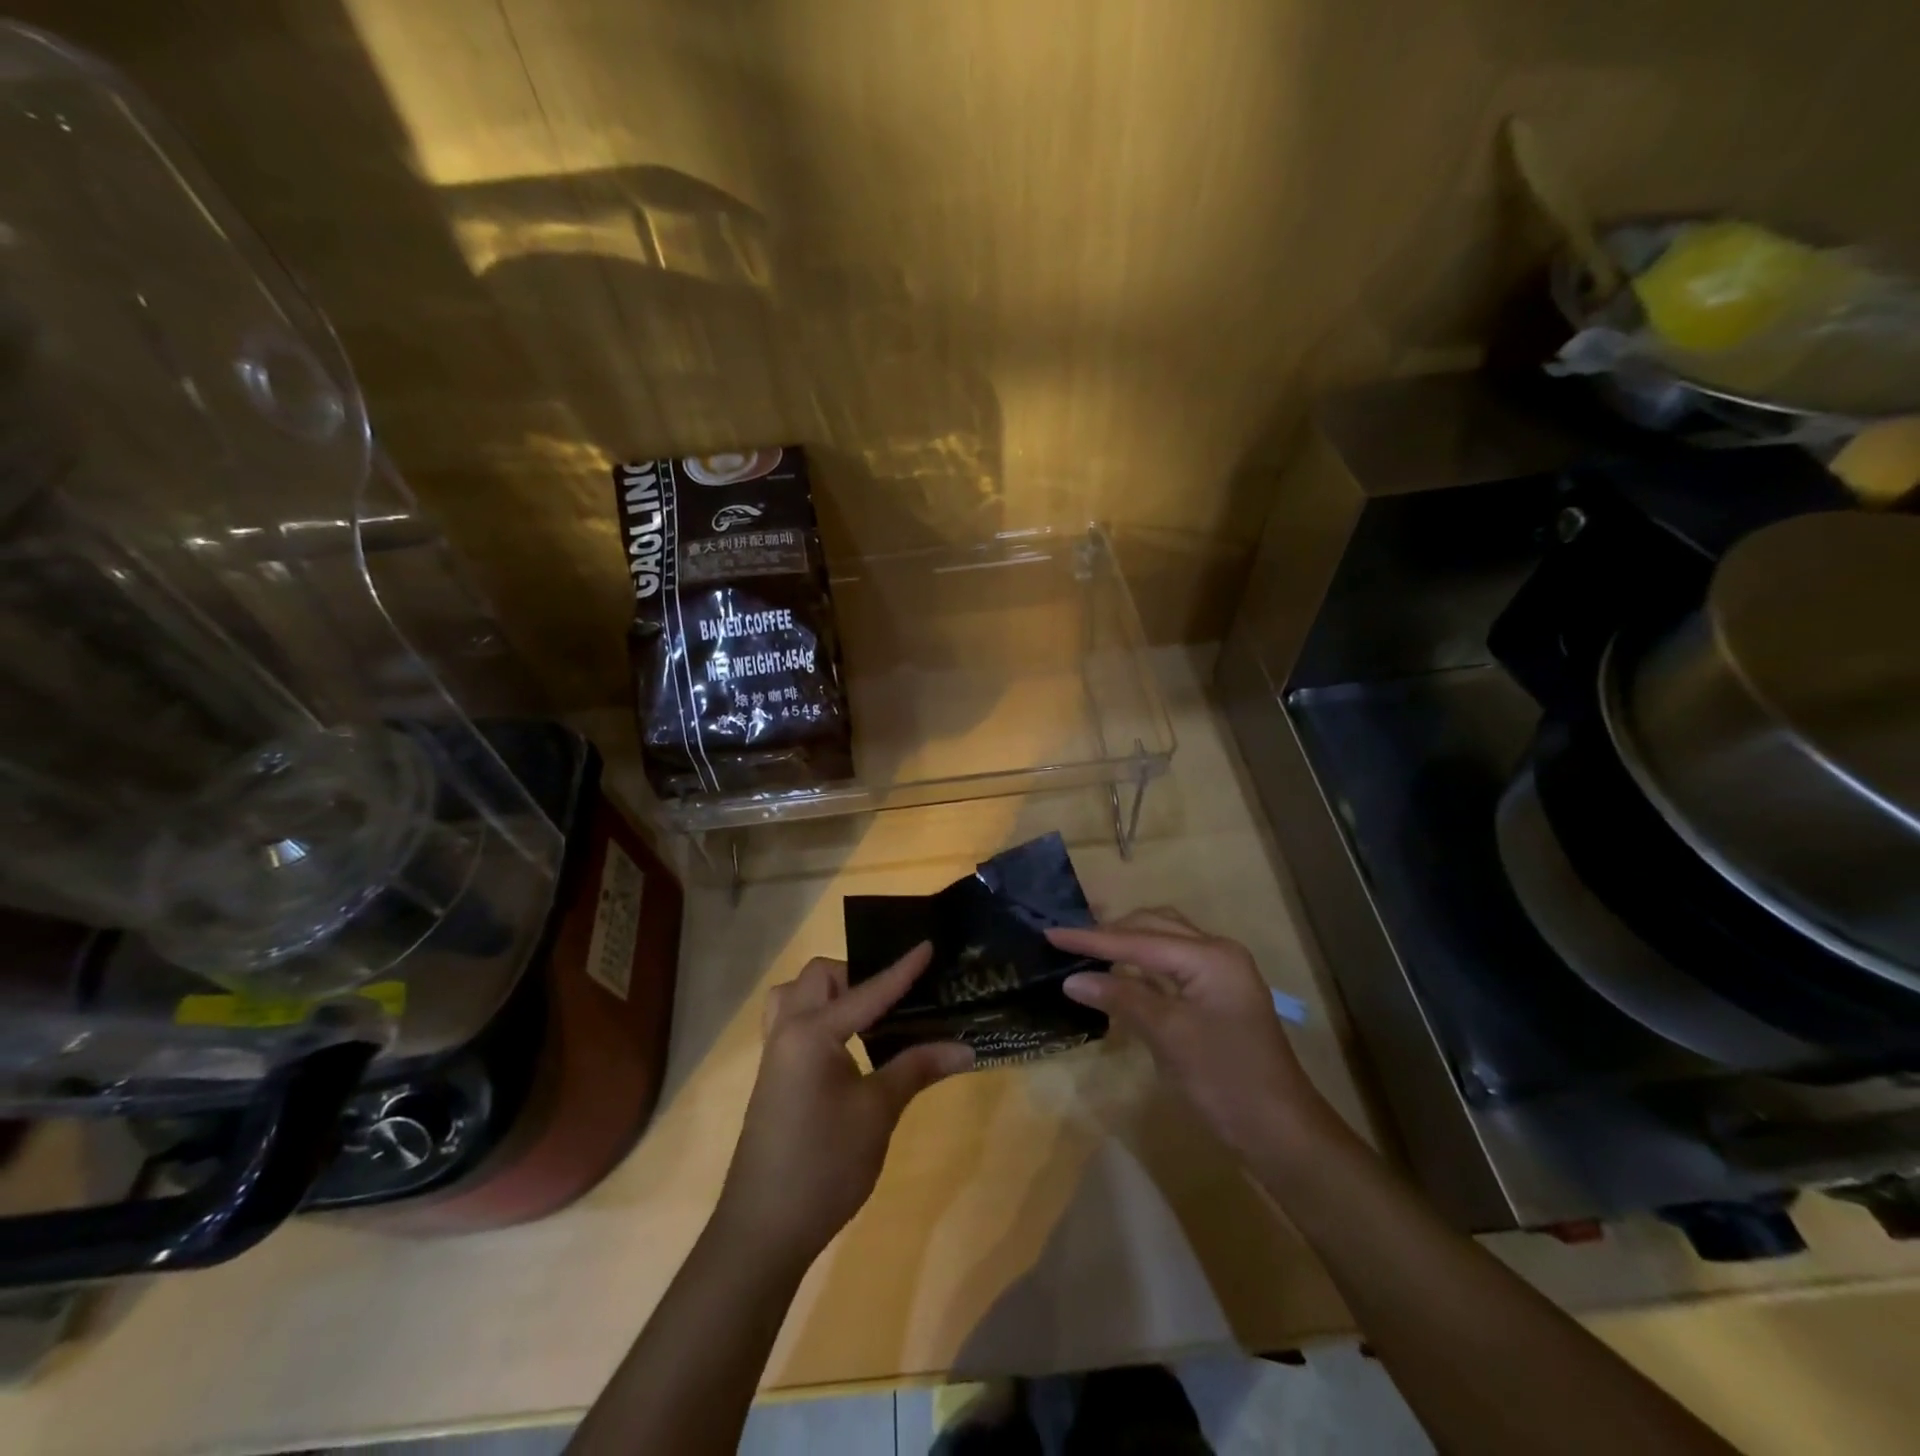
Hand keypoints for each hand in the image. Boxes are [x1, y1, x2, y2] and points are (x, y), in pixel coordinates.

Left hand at [715, 944, 972, 1264]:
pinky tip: (848, 1046)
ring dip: (830, 993)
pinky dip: (819, 1016)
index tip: (928, 944)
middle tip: (893, 999)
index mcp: (811, 1033)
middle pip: (819, 977)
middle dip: (856, 975)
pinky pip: (792, 1022)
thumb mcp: (877, 1114)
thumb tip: (965, 1048)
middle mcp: (787, 1031)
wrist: (763, 1229)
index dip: (902, 970)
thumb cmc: (824, 1166)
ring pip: (797, 996)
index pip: (868, 991)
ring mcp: (775, 1054)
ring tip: (867, 1016)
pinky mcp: (773, 1075)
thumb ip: (916, 1069)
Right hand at [1049, 909, 1334, 1161]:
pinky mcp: (1216, 995)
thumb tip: (1073, 979)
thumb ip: (1122, 998)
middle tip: (1066, 939)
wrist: (1281, 1132)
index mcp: (1210, 956)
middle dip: (1110, 931)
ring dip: (1126, 943)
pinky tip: (1118, 973)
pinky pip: (1171, 965)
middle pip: (1154, 927)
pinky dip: (1141, 965)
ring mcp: (1219, 973)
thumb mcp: (1168, 1036)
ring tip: (1086, 948)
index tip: (1050, 933)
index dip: (1091, 939)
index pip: (1139, 939)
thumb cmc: (1225, 1080)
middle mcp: (1217, 952)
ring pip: (1163, 941)